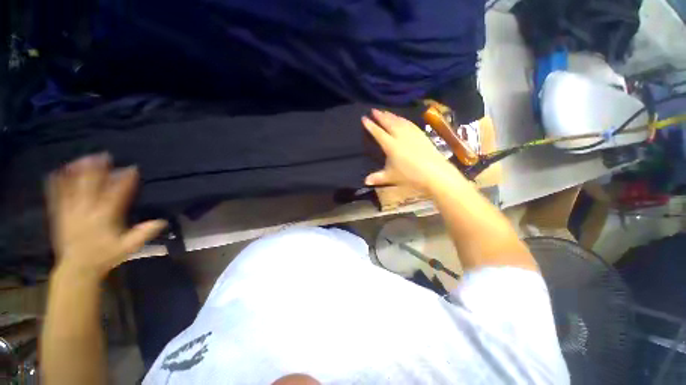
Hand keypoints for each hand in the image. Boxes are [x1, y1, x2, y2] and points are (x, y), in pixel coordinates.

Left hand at [46, 154, 166, 279]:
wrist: (77, 268)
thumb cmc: (105, 256)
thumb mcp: (127, 248)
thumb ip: (143, 234)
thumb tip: (162, 221)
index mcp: (104, 218)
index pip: (116, 195)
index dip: (124, 181)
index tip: (132, 168)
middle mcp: (86, 212)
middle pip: (90, 187)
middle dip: (97, 170)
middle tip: (103, 155)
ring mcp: (70, 212)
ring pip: (72, 188)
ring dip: (77, 172)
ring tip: (82, 158)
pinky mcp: (59, 215)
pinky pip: (56, 196)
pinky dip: (56, 183)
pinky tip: (57, 172)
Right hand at [362, 109, 461, 192]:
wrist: (435, 172)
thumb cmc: (410, 175)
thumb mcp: (391, 177)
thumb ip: (377, 177)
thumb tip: (365, 181)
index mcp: (391, 146)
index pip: (378, 133)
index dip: (371, 126)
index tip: (364, 118)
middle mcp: (400, 136)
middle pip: (388, 123)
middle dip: (380, 116)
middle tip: (373, 110)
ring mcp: (412, 134)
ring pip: (399, 121)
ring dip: (391, 115)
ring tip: (385, 111)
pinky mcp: (421, 134)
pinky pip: (409, 123)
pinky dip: (402, 119)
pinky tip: (401, 119)